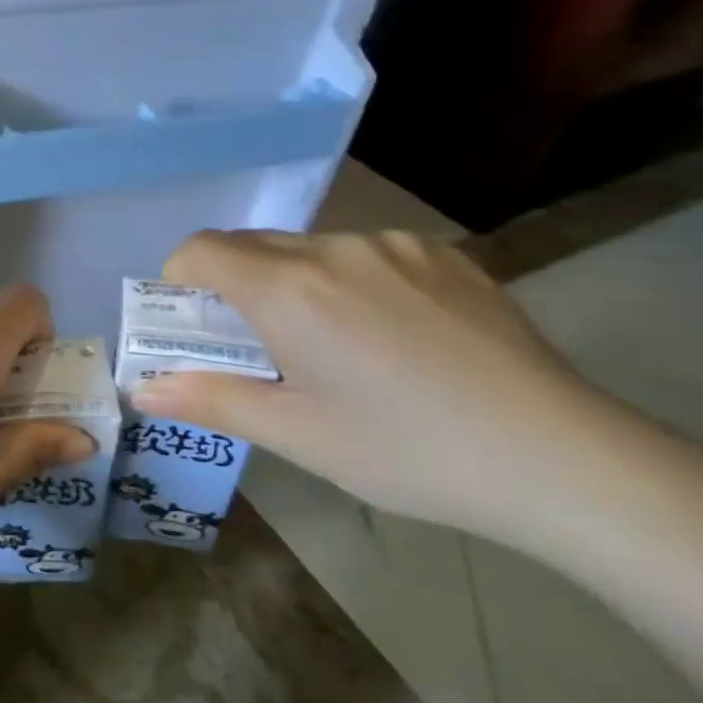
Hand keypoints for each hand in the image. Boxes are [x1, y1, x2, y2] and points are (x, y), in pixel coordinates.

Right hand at [133, 230, 627, 537]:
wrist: (559, 457)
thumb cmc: (406, 451)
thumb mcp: (296, 434)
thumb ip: (211, 401)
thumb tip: (142, 392)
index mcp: (289, 289)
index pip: (200, 250)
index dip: (180, 279)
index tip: (194, 323)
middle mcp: (335, 249)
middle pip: (251, 246)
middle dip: (233, 286)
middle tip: (256, 346)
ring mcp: (395, 246)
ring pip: (310, 249)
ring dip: (293, 284)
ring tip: (334, 348)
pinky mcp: (444, 255)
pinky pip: (366, 254)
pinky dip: (349, 282)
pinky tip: (392, 337)